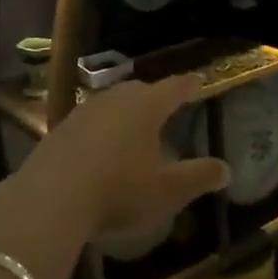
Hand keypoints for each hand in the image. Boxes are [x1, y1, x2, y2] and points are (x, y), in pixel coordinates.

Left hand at [25, 75, 229, 239]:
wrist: (51, 197)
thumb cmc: (119, 188)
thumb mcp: (167, 190)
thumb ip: (198, 177)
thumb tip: (225, 169)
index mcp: (147, 105)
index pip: (175, 87)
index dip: (189, 85)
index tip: (199, 81)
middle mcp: (116, 98)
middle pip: (142, 90)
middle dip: (156, 97)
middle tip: (167, 107)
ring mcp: (85, 110)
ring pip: (114, 103)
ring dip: (127, 112)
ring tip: (135, 128)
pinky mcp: (61, 128)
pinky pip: (91, 121)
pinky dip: (103, 129)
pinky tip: (102, 149)